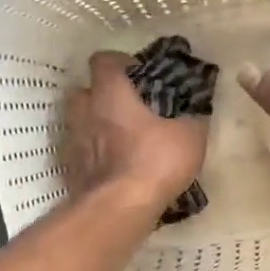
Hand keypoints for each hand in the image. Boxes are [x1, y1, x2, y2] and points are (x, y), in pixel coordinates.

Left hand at [63, 51, 208, 214]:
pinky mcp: (71, 170)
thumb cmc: (154, 163)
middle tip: (128, 107)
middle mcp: (86, 112)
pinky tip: (116, 166)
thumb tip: (197, 112)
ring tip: (123, 139)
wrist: (117, 210)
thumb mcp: (190, 138)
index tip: (140, 74)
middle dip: (102, 94)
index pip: (103, 60)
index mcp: (111, 94)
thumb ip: (194, 119)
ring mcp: (74, 142)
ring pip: (80, 123)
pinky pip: (82, 152)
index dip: (121, 63)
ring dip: (97, 125)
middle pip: (84, 90)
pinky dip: (95, 154)